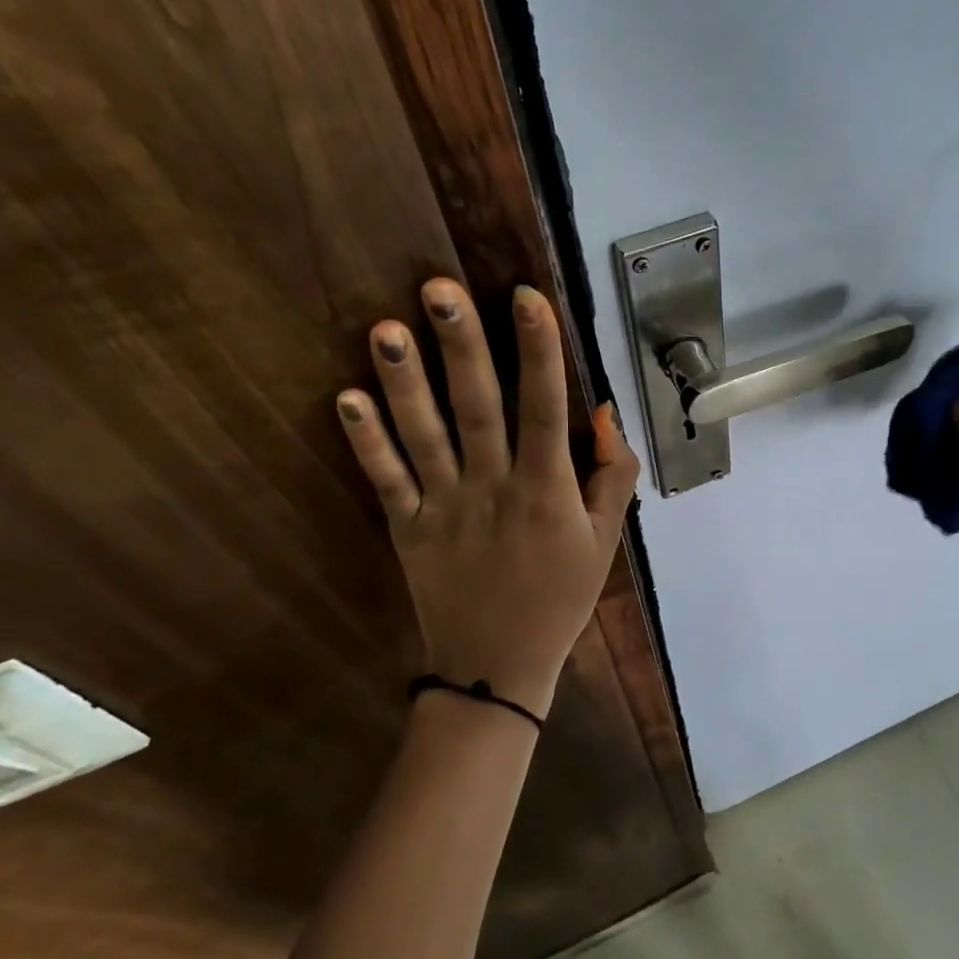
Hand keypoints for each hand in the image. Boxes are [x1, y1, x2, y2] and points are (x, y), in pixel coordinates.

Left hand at [335, 278, 639, 718]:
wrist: (497, 669)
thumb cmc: (560, 597)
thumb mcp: (606, 540)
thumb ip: (613, 474)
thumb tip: (603, 412)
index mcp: (546, 490)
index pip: (545, 408)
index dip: (538, 350)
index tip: (525, 295)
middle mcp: (493, 488)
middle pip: (477, 407)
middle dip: (461, 345)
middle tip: (438, 288)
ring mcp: (444, 507)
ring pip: (423, 435)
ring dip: (403, 381)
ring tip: (384, 328)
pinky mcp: (407, 528)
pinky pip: (385, 480)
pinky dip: (365, 441)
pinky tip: (345, 397)